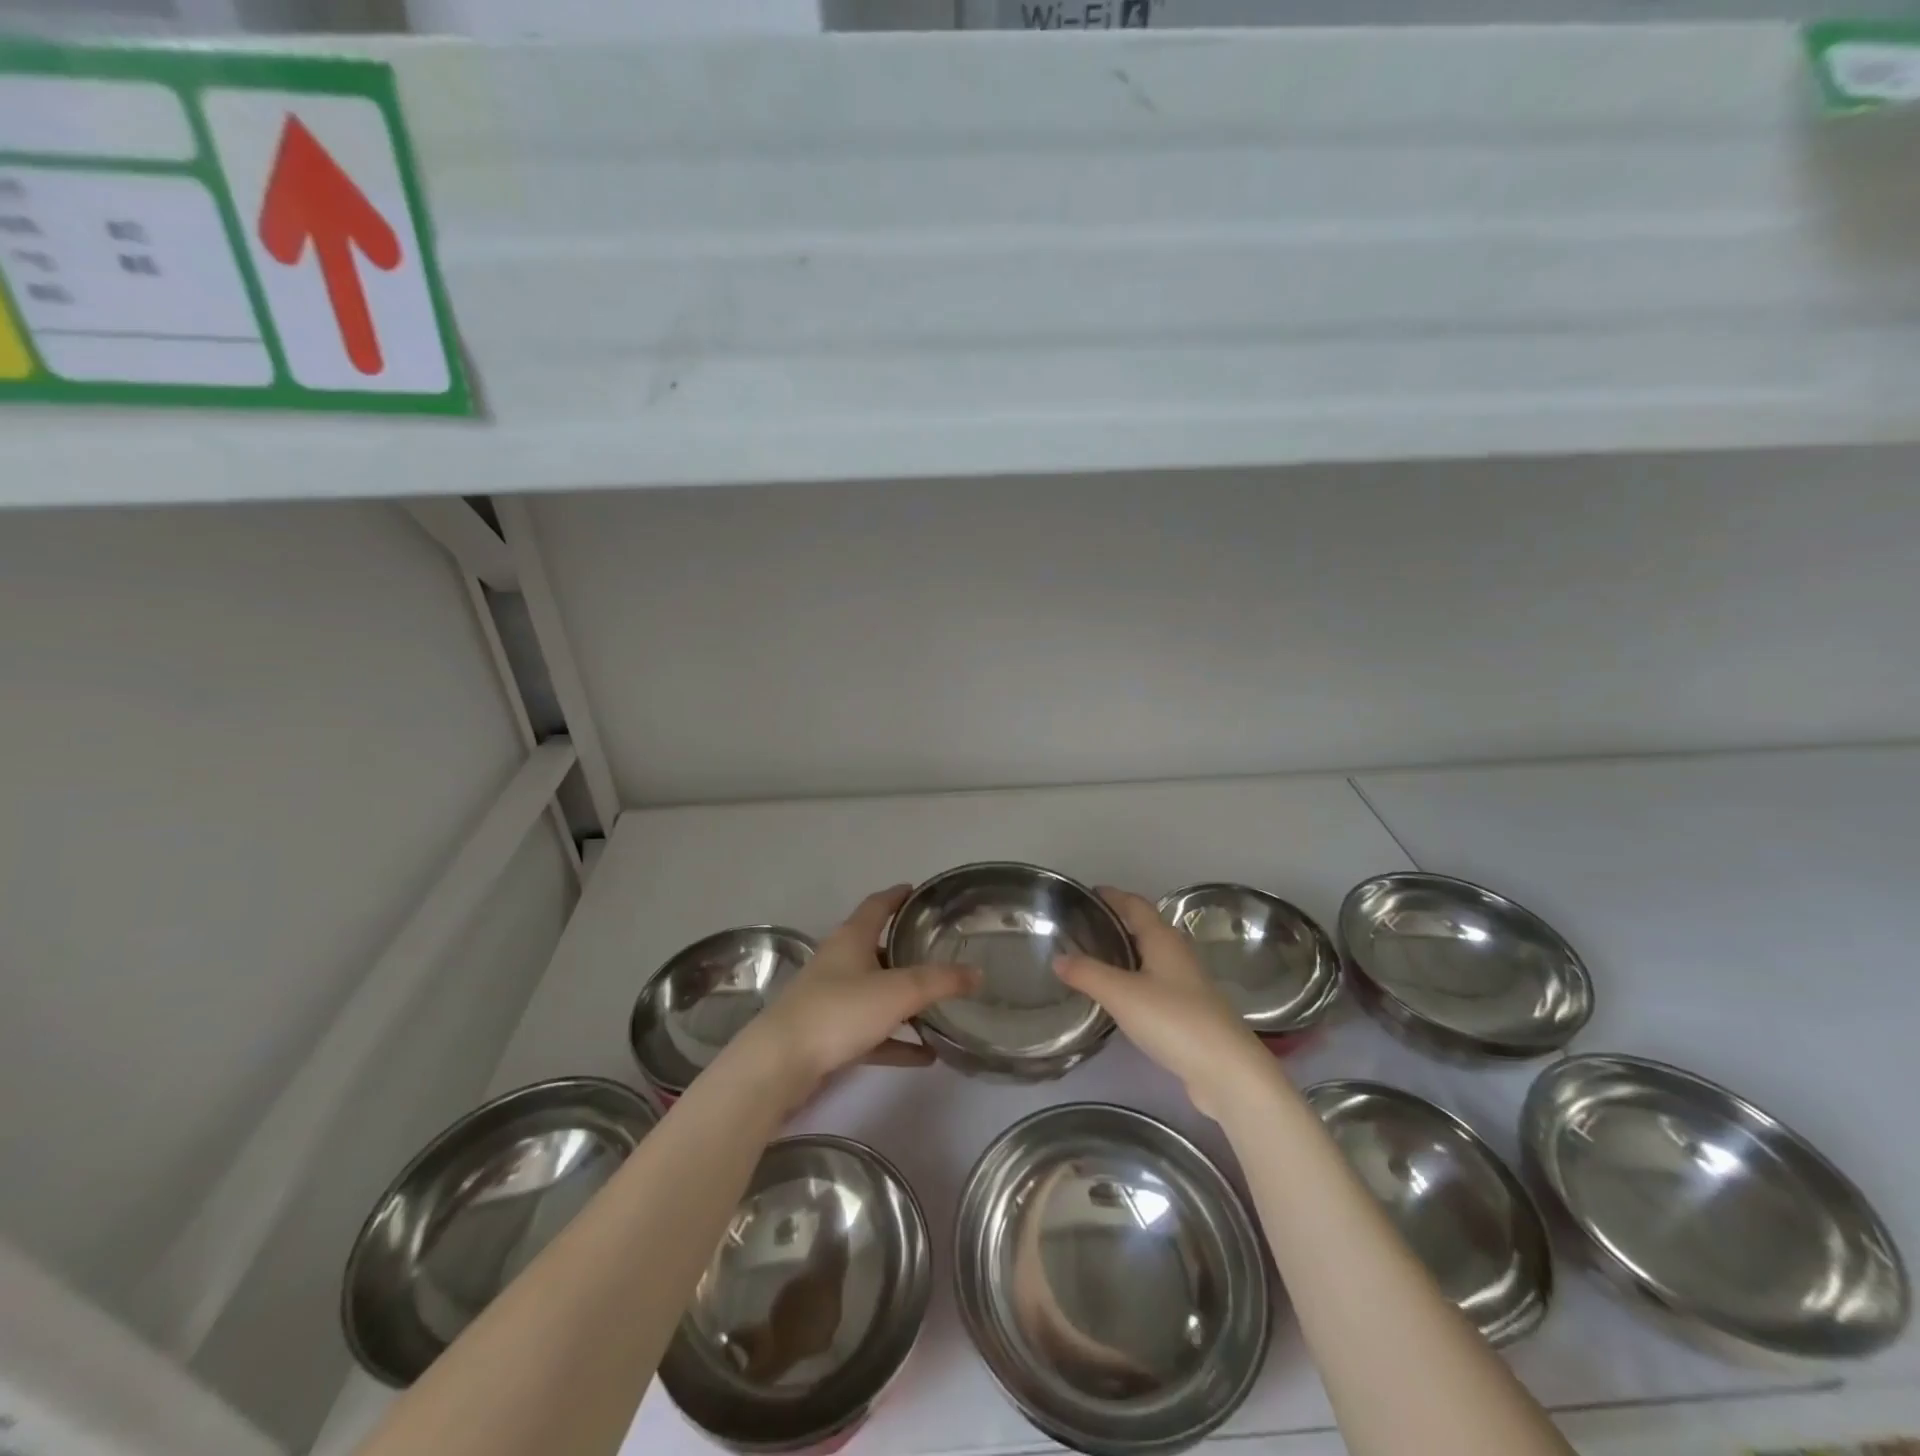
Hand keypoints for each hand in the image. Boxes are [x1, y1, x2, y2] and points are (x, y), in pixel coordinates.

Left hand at [731, 884, 978, 1110]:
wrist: (780, 1064)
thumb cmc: (839, 1012)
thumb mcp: (897, 991)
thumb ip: (940, 982)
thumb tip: (977, 973)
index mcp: (851, 939)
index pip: (877, 905)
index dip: (898, 896)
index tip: (918, 891)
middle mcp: (839, 963)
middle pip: (876, 948)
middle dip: (905, 949)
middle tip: (939, 951)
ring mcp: (831, 1000)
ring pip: (875, 993)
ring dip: (904, 1000)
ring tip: (940, 1006)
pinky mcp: (828, 1036)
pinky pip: (872, 1033)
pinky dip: (896, 1040)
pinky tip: (926, 1055)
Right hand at [1054, 887, 1272, 1120]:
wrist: (1227, 1070)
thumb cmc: (1173, 1020)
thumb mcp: (1121, 994)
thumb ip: (1087, 973)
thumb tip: (1057, 957)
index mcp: (1163, 939)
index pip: (1135, 904)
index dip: (1112, 896)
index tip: (1087, 894)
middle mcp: (1177, 954)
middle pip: (1144, 928)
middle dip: (1116, 923)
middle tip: (1082, 928)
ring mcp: (1187, 984)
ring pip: (1150, 957)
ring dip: (1125, 953)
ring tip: (1092, 960)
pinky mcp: (1189, 1011)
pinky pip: (1154, 983)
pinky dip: (1133, 980)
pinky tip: (1118, 997)